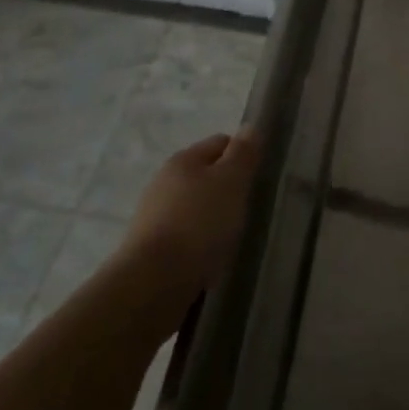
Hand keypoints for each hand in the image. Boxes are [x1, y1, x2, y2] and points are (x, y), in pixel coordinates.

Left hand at [120, 131, 259, 319]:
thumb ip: (242, 154)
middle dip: (227, 188)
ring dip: (213, 216)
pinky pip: (184, 234)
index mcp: (183, 160)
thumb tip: (249, 127)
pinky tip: (210, 256)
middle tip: (248, 207)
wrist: (153, 282)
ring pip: (194, 206)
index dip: (242, 154)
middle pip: (205, 175)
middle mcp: (163, 182)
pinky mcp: (150, 248)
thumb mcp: (231, 182)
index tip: (259, 176)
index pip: (220, 143)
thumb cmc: (199, 223)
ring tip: (231, 236)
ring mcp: (153, 216)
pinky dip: (199, 241)